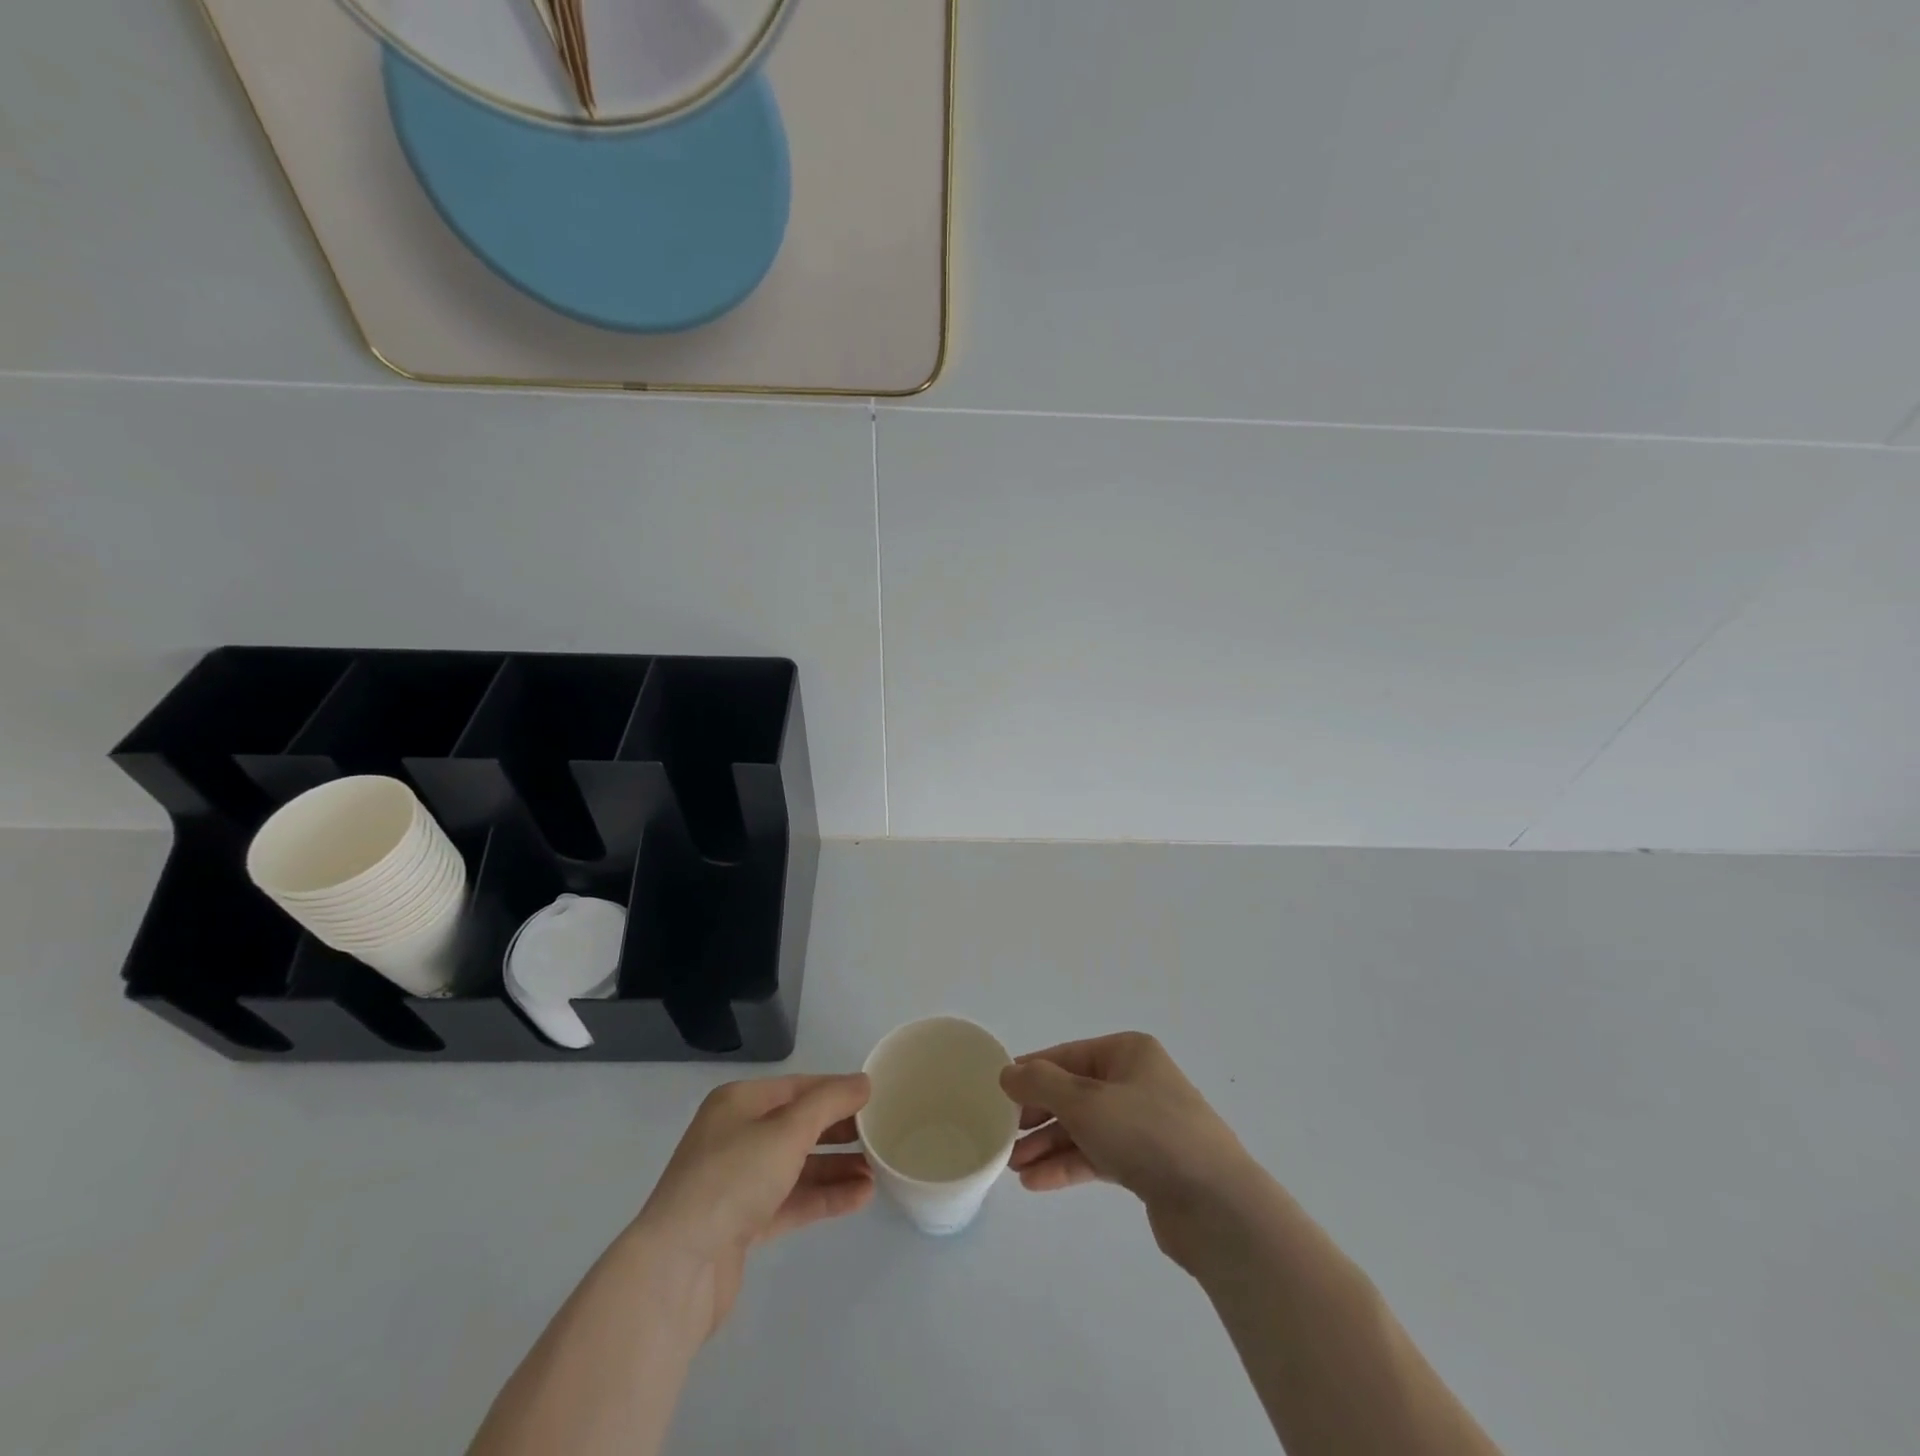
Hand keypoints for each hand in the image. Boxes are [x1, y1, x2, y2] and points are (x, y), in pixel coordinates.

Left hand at [635, 1074, 873, 1340]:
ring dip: (837, 1168)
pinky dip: (823, 1197)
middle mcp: (736, 1135)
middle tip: (881, 1136)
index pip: (799, 1087)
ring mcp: (738, 1181)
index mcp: (740, 1102)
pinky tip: (860, 1198)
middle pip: (799, 1125)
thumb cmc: (732, 1179)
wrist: (676, 1269)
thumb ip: (829, 1103)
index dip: (837, 1091)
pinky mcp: (742, 1223)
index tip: (876, 1098)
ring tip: (878, 1171)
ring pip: (798, 1166)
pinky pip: (791, 1200)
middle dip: (840, 1131)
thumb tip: (863, 1082)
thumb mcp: (787, 1130)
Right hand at [1002, 1033, 1262, 1259]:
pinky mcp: (1148, 1164)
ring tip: (1012, 1166)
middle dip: (1037, 1115)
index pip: (1067, 1056)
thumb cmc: (1146, 1134)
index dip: (1031, 1073)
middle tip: (1003, 1137)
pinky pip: (1098, 1156)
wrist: (1216, 1205)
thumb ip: (1040, 1084)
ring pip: (1084, 1128)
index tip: (997, 1094)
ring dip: (1048, 1144)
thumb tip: (1008, 1073)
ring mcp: (1144, 1124)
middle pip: (1074, 1093)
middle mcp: (1136, 1081)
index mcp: (1127, 1052)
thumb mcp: (1085, 1101)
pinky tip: (1037, 1183)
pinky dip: (1069, 1165)